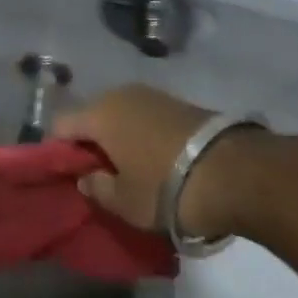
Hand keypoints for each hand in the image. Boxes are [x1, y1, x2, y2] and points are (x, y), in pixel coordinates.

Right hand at [54, 84, 270, 239]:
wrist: (237, 172)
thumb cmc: (167, 189)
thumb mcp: (125, 202)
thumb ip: (97, 189)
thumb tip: (86, 178)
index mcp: (98, 113)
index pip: (61, 125)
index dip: (60, 152)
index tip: (71, 177)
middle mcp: (120, 95)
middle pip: (92, 117)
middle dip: (92, 144)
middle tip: (103, 177)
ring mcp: (153, 95)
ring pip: (121, 116)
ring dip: (121, 140)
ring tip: (133, 171)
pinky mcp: (180, 103)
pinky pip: (146, 118)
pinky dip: (144, 137)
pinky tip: (158, 162)